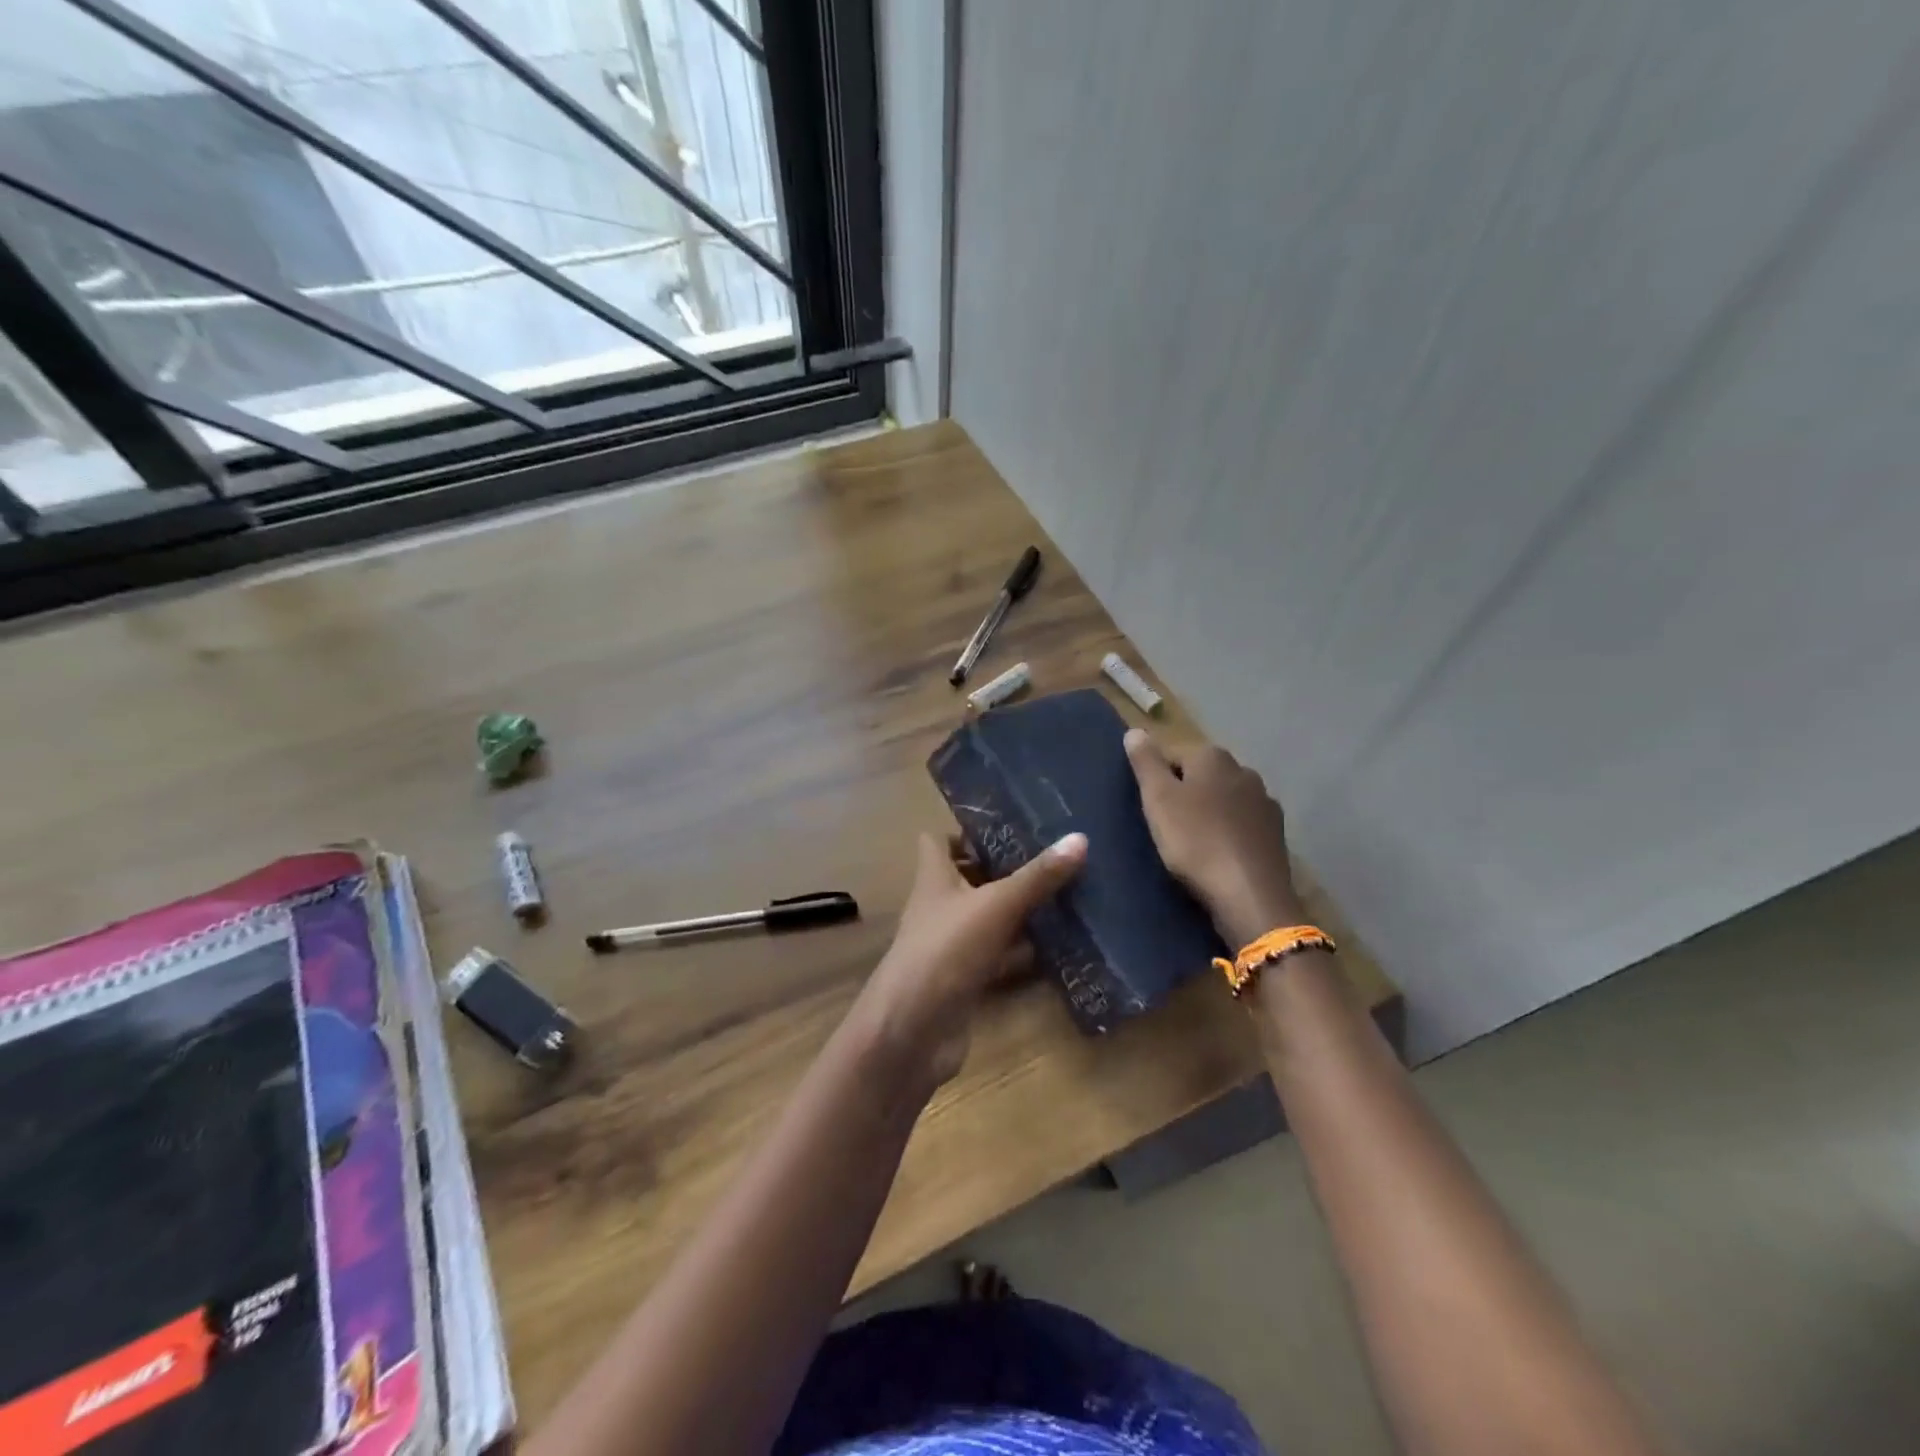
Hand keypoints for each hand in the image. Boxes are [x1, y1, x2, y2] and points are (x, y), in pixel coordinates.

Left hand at [857, 831, 1086, 1086]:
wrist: (913, 1031)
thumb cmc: (946, 950)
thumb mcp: (996, 906)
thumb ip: (1037, 876)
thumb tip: (1080, 838)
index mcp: (934, 878)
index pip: (938, 841)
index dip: (965, 831)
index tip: (1006, 825)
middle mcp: (938, 907)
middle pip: (967, 878)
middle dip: (1003, 869)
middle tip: (1049, 857)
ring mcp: (950, 945)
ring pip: (986, 918)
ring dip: (1017, 910)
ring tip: (1064, 894)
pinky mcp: (964, 979)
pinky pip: (997, 956)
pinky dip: (1021, 952)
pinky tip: (1058, 946)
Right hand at [1124, 729, 1303, 947]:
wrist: (1249, 893)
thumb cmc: (1195, 841)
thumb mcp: (1158, 799)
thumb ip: (1146, 763)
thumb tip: (1135, 730)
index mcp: (1212, 757)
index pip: (1173, 755)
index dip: (1156, 779)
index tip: (1148, 807)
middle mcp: (1243, 770)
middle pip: (1202, 775)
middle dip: (1185, 793)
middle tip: (1166, 825)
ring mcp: (1264, 801)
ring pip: (1225, 798)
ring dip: (1209, 812)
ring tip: (1192, 841)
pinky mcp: (1276, 832)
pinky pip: (1243, 823)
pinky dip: (1229, 831)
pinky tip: (1220, 853)